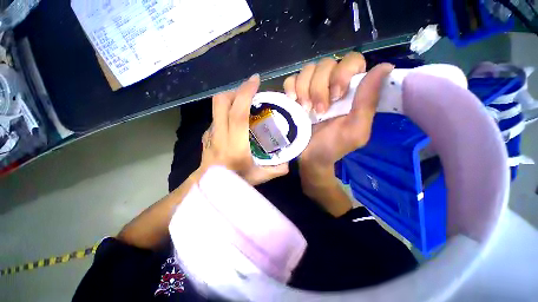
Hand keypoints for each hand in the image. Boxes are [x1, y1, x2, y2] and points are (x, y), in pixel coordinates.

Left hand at [200, 74, 288, 185]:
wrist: (208, 185)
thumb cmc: (234, 181)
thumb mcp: (259, 177)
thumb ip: (276, 169)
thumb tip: (289, 161)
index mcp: (234, 145)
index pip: (238, 113)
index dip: (245, 93)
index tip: (255, 80)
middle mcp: (220, 135)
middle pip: (221, 102)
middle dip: (236, 91)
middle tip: (250, 91)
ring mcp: (210, 133)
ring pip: (217, 107)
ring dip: (231, 99)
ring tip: (245, 103)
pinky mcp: (207, 134)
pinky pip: (217, 116)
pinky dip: (227, 111)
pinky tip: (236, 119)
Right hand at [283, 52, 393, 172]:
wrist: (309, 157)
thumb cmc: (332, 146)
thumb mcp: (355, 130)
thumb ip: (368, 102)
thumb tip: (386, 67)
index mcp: (350, 91)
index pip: (351, 61)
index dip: (343, 73)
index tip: (336, 96)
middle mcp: (331, 85)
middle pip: (326, 63)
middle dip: (320, 88)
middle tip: (318, 111)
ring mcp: (311, 89)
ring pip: (307, 69)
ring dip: (305, 90)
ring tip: (305, 110)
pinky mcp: (295, 94)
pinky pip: (291, 79)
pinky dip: (291, 88)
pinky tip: (294, 102)